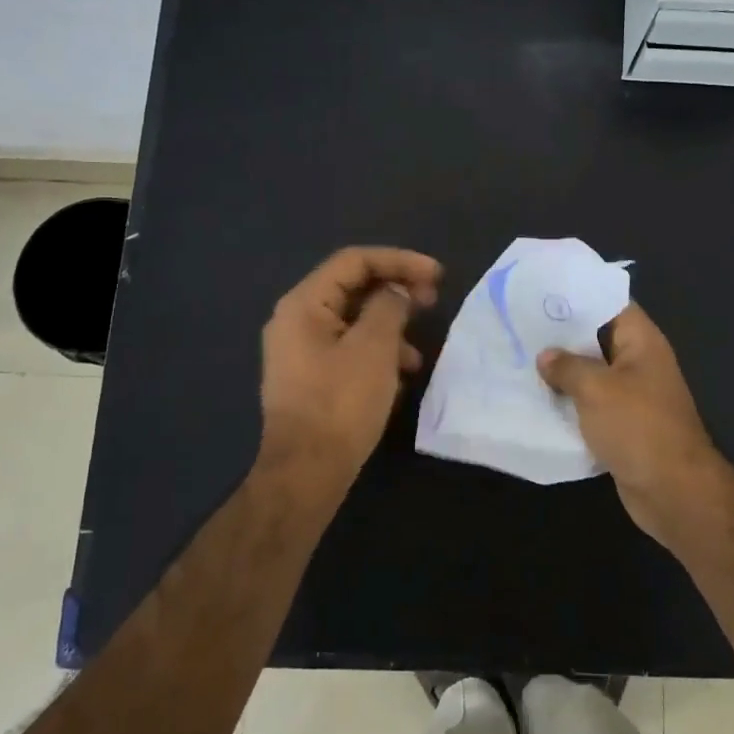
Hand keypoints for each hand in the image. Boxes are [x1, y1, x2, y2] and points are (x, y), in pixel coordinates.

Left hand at [257, 246, 441, 504]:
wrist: (306, 472)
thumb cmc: (340, 403)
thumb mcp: (374, 348)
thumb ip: (389, 307)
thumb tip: (396, 293)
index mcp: (303, 304)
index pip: (354, 261)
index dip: (399, 261)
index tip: (436, 275)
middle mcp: (296, 320)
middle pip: (352, 288)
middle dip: (396, 293)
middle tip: (433, 302)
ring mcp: (300, 351)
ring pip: (353, 322)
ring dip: (390, 328)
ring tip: (418, 354)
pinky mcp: (310, 378)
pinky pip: (348, 350)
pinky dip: (377, 353)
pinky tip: (400, 377)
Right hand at [537, 303, 726, 548]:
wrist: (672, 490)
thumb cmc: (637, 426)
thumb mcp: (596, 389)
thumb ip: (567, 366)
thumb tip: (546, 356)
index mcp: (642, 342)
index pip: (611, 304)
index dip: (579, 296)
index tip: (542, 293)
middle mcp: (639, 363)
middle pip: (597, 339)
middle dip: (562, 336)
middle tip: (520, 326)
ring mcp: (632, 396)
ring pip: (592, 375)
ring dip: (562, 372)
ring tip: (520, 359)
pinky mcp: (623, 426)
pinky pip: (591, 405)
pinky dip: (569, 403)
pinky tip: (536, 399)